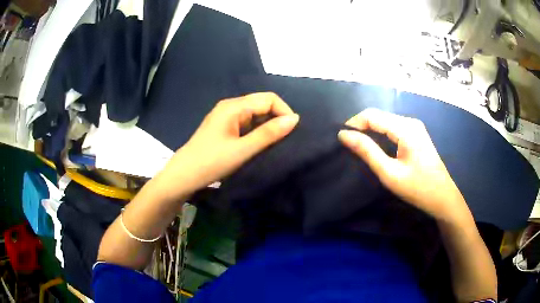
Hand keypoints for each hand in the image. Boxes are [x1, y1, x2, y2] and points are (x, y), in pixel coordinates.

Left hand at [159, 92, 298, 194]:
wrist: (184, 175)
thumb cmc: (211, 162)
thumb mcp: (243, 149)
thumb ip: (269, 133)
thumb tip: (295, 118)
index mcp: (234, 106)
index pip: (269, 99)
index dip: (283, 111)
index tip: (292, 132)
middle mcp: (231, 106)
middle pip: (262, 103)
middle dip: (277, 118)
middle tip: (285, 139)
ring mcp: (227, 116)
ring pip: (256, 113)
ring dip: (268, 125)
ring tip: (275, 143)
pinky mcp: (225, 126)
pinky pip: (248, 122)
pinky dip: (258, 130)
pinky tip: (261, 143)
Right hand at [338, 108, 468, 220]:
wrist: (443, 197)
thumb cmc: (417, 188)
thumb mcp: (389, 173)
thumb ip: (367, 151)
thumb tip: (344, 135)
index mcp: (406, 128)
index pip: (372, 115)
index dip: (354, 123)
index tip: (341, 138)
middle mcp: (410, 121)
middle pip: (379, 115)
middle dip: (361, 126)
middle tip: (348, 144)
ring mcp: (415, 127)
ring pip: (385, 121)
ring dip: (370, 130)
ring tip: (358, 145)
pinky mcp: (416, 134)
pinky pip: (393, 127)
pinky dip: (380, 133)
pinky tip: (376, 145)